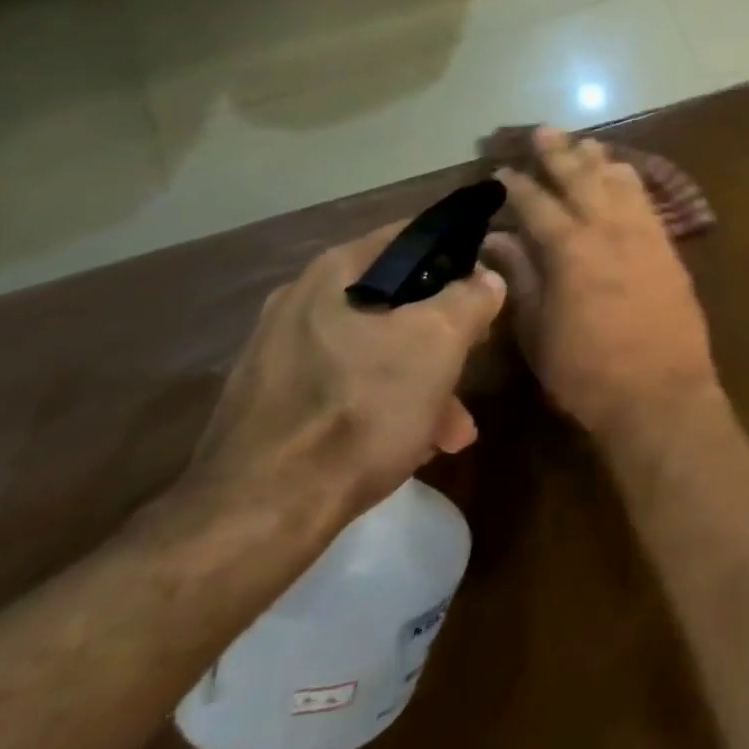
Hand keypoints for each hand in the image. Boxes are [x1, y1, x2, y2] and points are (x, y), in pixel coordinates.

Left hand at [188, 223, 506, 523]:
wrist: (260, 513)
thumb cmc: (360, 409)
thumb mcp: (438, 342)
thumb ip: (471, 298)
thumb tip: (487, 278)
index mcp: (335, 272)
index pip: (412, 236)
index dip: (459, 254)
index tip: (488, 286)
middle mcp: (300, 301)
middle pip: (397, 300)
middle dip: (445, 335)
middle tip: (474, 361)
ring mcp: (279, 354)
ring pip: (374, 350)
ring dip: (421, 381)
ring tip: (452, 430)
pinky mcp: (271, 403)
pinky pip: (345, 387)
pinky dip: (383, 405)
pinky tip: (410, 445)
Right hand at [483, 127, 721, 446]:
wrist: (662, 394)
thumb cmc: (588, 373)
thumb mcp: (539, 332)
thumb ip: (520, 279)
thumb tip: (497, 240)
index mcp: (569, 250)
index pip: (537, 205)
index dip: (517, 186)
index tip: (501, 170)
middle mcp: (608, 231)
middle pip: (581, 180)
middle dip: (559, 153)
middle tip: (543, 131)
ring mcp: (644, 237)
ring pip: (619, 184)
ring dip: (599, 161)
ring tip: (584, 142)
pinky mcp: (669, 250)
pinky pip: (648, 204)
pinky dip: (632, 183)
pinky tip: (625, 175)